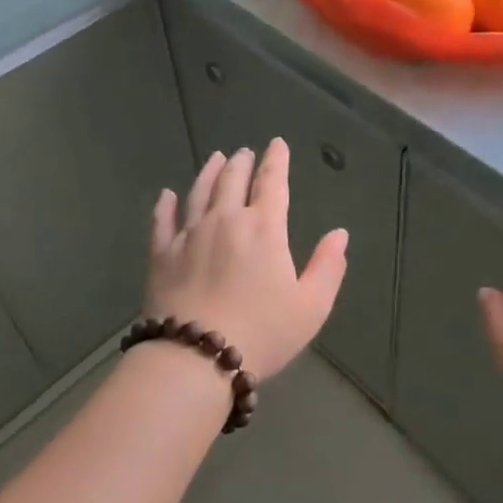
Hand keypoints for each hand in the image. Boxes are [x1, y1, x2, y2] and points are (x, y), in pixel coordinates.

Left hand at [146, 140, 347, 380]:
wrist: (195, 358)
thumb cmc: (261, 332)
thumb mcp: (310, 307)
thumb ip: (327, 267)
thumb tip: (340, 234)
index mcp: (264, 228)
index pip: (272, 183)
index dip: (276, 161)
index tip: (277, 144)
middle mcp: (225, 220)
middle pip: (232, 180)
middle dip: (242, 162)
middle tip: (245, 152)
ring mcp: (189, 235)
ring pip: (199, 192)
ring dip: (209, 172)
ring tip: (215, 159)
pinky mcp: (162, 254)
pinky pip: (163, 220)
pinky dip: (165, 204)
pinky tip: (167, 195)